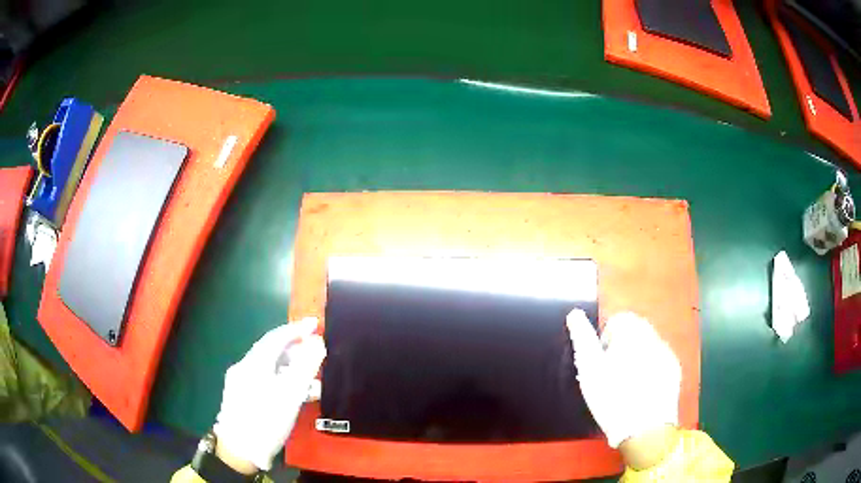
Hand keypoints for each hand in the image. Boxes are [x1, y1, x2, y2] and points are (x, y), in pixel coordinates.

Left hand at [213, 317, 325, 471]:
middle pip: (272, 352)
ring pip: (270, 368)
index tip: (316, 324)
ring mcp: (241, 383)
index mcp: (254, 363)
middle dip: (296, 350)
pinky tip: (296, 396)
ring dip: (291, 370)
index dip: (297, 329)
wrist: (238, 451)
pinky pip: (265, 381)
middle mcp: (244, 368)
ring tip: (313, 381)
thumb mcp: (290, 395)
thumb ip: (305, 367)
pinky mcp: (242, 397)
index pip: (276, 337)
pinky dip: (282, 382)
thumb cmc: (265, 421)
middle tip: (317, 354)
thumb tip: (317, 343)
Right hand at [566, 310, 680, 464]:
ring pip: (648, 346)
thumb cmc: (611, 396)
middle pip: (636, 330)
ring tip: (626, 383)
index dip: (606, 338)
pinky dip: (650, 368)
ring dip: (637, 356)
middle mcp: (653, 336)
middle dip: (623, 346)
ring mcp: (666, 353)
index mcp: (632, 332)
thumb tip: (574, 314)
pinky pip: (659, 360)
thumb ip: (582, 338)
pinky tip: (641, 389)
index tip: (600, 360)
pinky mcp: (674, 370)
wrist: (644, 427)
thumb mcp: (589, 368)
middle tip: (611, 372)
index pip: (619, 319)